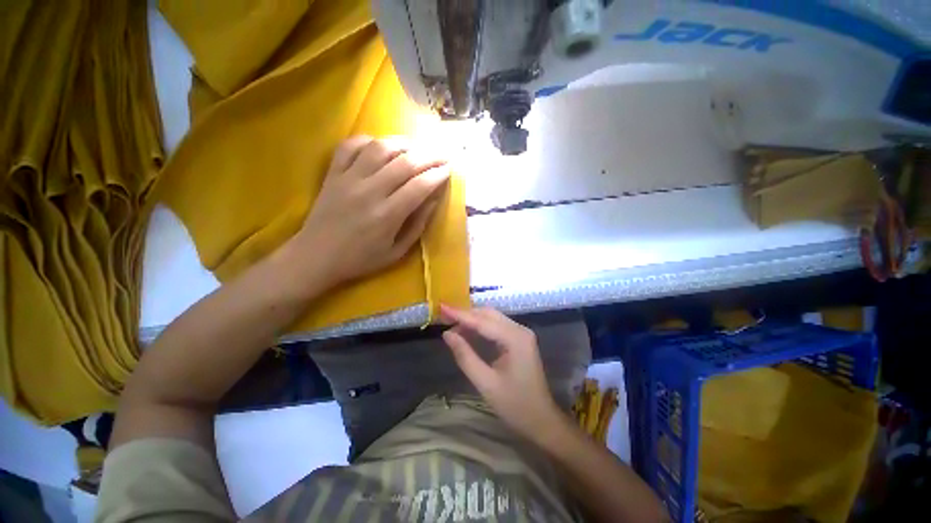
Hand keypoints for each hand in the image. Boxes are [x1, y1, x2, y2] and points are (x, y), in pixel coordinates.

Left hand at [290, 136, 449, 286]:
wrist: (316, 257)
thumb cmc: (361, 259)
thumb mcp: (397, 252)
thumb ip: (418, 225)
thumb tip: (433, 199)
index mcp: (387, 215)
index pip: (419, 186)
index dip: (438, 175)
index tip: (449, 170)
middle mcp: (370, 191)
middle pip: (405, 163)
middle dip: (429, 156)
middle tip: (442, 155)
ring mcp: (348, 179)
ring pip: (380, 148)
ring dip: (404, 143)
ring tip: (417, 147)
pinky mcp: (333, 173)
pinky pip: (350, 146)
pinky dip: (368, 140)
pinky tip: (381, 145)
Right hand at [440, 305, 563, 442]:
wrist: (542, 420)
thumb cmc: (515, 405)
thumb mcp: (486, 383)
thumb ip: (465, 356)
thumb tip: (447, 334)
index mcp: (515, 338)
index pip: (482, 321)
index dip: (460, 314)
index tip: (442, 307)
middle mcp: (520, 330)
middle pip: (489, 314)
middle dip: (466, 314)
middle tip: (444, 316)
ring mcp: (521, 333)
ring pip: (492, 318)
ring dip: (472, 319)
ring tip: (451, 324)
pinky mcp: (519, 339)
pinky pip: (496, 326)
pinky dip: (480, 326)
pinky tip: (467, 331)